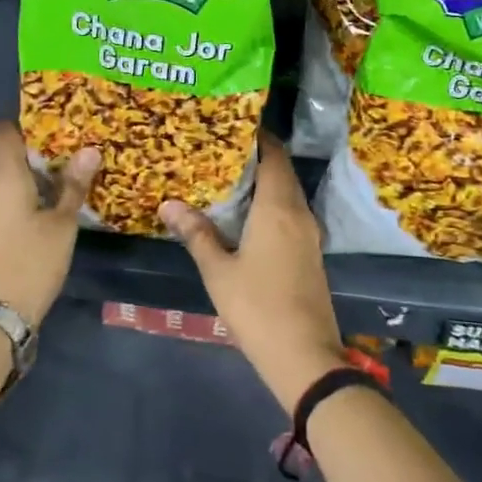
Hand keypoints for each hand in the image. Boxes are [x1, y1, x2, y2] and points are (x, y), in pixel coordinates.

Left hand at [0, 123, 98, 327]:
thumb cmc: (30, 262)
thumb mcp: (62, 224)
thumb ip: (73, 186)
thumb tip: (90, 150)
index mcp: (4, 176)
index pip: (5, 132)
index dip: (27, 120)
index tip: (56, 117)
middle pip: (6, 153)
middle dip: (35, 146)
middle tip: (71, 142)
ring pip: (5, 177)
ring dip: (31, 171)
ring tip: (66, 169)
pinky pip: (3, 197)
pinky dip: (24, 191)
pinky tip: (48, 201)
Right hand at [162, 136, 343, 414]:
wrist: (305, 357)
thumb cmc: (258, 307)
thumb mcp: (218, 271)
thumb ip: (196, 234)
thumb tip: (169, 204)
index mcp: (278, 208)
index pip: (274, 155)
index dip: (258, 136)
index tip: (234, 124)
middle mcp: (299, 213)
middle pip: (282, 171)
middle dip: (258, 156)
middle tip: (223, 149)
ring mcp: (310, 235)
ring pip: (289, 193)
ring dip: (266, 181)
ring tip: (231, 177)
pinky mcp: (312, 254)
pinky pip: (292, 213)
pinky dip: (273, 203)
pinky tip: (249, 215)